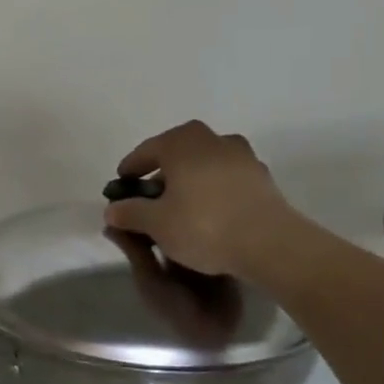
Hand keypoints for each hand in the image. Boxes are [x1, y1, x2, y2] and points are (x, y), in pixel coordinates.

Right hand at [103, 121, 298, 278]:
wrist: (271, 244)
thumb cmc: (204, 226)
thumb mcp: (156, 224)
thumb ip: (130, 213)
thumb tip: (112, 209)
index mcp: (182, 143)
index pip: (146, 150)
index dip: (131, 168)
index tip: (122, 184)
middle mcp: (213, 140)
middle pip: (179, 150)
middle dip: (163, 168)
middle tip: (152, 192)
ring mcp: (242, 156)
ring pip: (205, 162)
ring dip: (191, 176)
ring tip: (182, 203)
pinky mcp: (262, 178)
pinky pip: (227, 177)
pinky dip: (214, 188)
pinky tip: (210, 211)